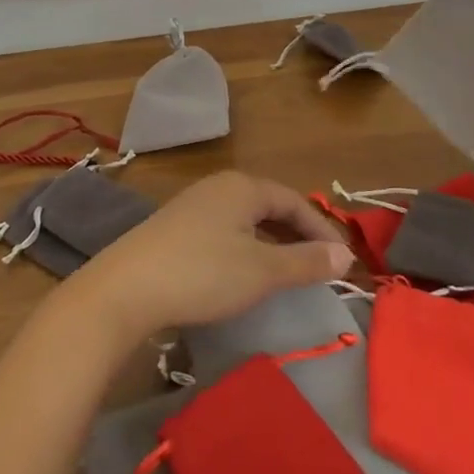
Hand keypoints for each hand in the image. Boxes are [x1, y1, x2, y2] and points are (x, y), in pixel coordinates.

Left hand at [62, 170, 352, 346]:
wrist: (127, 288)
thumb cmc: (203, 273)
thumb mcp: (262, 271)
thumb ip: (306, 262)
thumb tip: (346, 256)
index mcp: (243, 186)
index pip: (295, 201)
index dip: (322, 230)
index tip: (342, 263)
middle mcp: (219, 186)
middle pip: (270, 205)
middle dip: (298, 234)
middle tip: (320, 267)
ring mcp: (194, 204)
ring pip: (246, 218)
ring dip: (272, 241)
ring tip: (288, 271)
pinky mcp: (176, 227)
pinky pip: (225, 229)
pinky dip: (246, 247)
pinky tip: (244, 271)